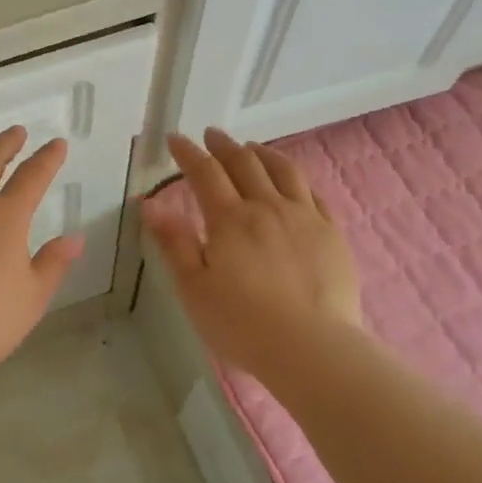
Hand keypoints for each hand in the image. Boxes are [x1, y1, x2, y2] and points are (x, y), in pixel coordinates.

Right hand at [141, 128, 362, 376]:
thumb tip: (150, 202)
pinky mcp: (332, 234)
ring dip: (263, 153)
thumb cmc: (242, 323)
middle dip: (224, 146)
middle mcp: (268, 208)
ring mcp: (305, 218)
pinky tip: (292, 183)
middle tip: (212, 135)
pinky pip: (314, 194)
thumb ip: (174, 242)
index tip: (175, 139)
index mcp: (230, 220)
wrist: (312, 347)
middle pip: (245, 164)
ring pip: (284, 171)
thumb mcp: (194, 288)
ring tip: (252, 148)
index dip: (188, 153)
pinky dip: (296, 179)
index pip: (205, 173)